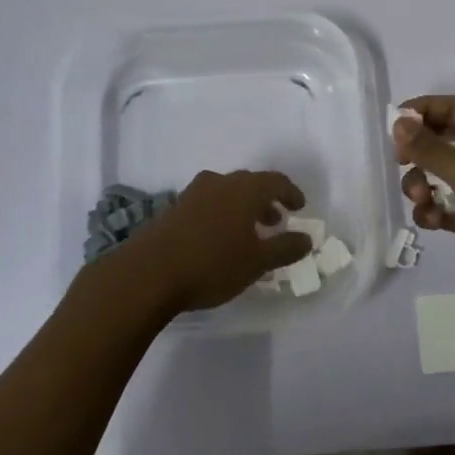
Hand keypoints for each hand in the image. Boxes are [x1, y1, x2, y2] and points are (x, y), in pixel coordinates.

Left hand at [101, 170, 312, 316]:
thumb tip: (307, 239)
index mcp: (244, 189)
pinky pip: (208, 204)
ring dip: (243, 208)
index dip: (291, 193)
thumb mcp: (257, 262)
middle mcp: (220, 182)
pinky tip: (220, 240)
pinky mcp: (174, 208)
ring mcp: (193, 193)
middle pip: (250, 184)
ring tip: (249, 233)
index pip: (276, 181)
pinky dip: (222, 214)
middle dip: (266, 201)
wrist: (148, 273)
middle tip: (276, 221)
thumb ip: (285, 248)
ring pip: (227, 193)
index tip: (300, 207)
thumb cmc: (211, 264)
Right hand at [394, 96, 454, 303]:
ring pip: (438, 176)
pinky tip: (432, 221)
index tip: (393, 126)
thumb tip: (397, 122)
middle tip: (402, 164)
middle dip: (418, 152)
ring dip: (421, 184)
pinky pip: (444, 206)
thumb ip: (433, 151)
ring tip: (423, 200)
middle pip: (440, 140)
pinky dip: (432, 211)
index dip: (421, 111)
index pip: (450, 108)